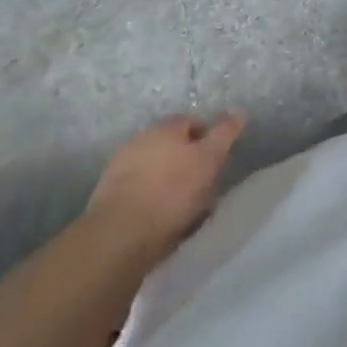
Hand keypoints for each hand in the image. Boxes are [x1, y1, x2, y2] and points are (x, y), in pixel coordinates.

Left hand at [85, 113, 244, 255]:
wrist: (118, 236)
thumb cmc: (171, 191)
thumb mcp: (209, 159)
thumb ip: (225, 133)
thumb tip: (239, 110)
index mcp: (164, 127)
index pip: (192, 122)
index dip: (207, 140)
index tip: (217, 162)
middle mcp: (139, 140)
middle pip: (171, 147)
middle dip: (186, 162)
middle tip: (202, 186)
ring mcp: (119, 169)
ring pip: (154, 172)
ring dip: (168, 184)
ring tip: (182, 210)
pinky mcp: (107, 199)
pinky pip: (139, 194)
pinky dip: (150, 203)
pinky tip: (159, 222)